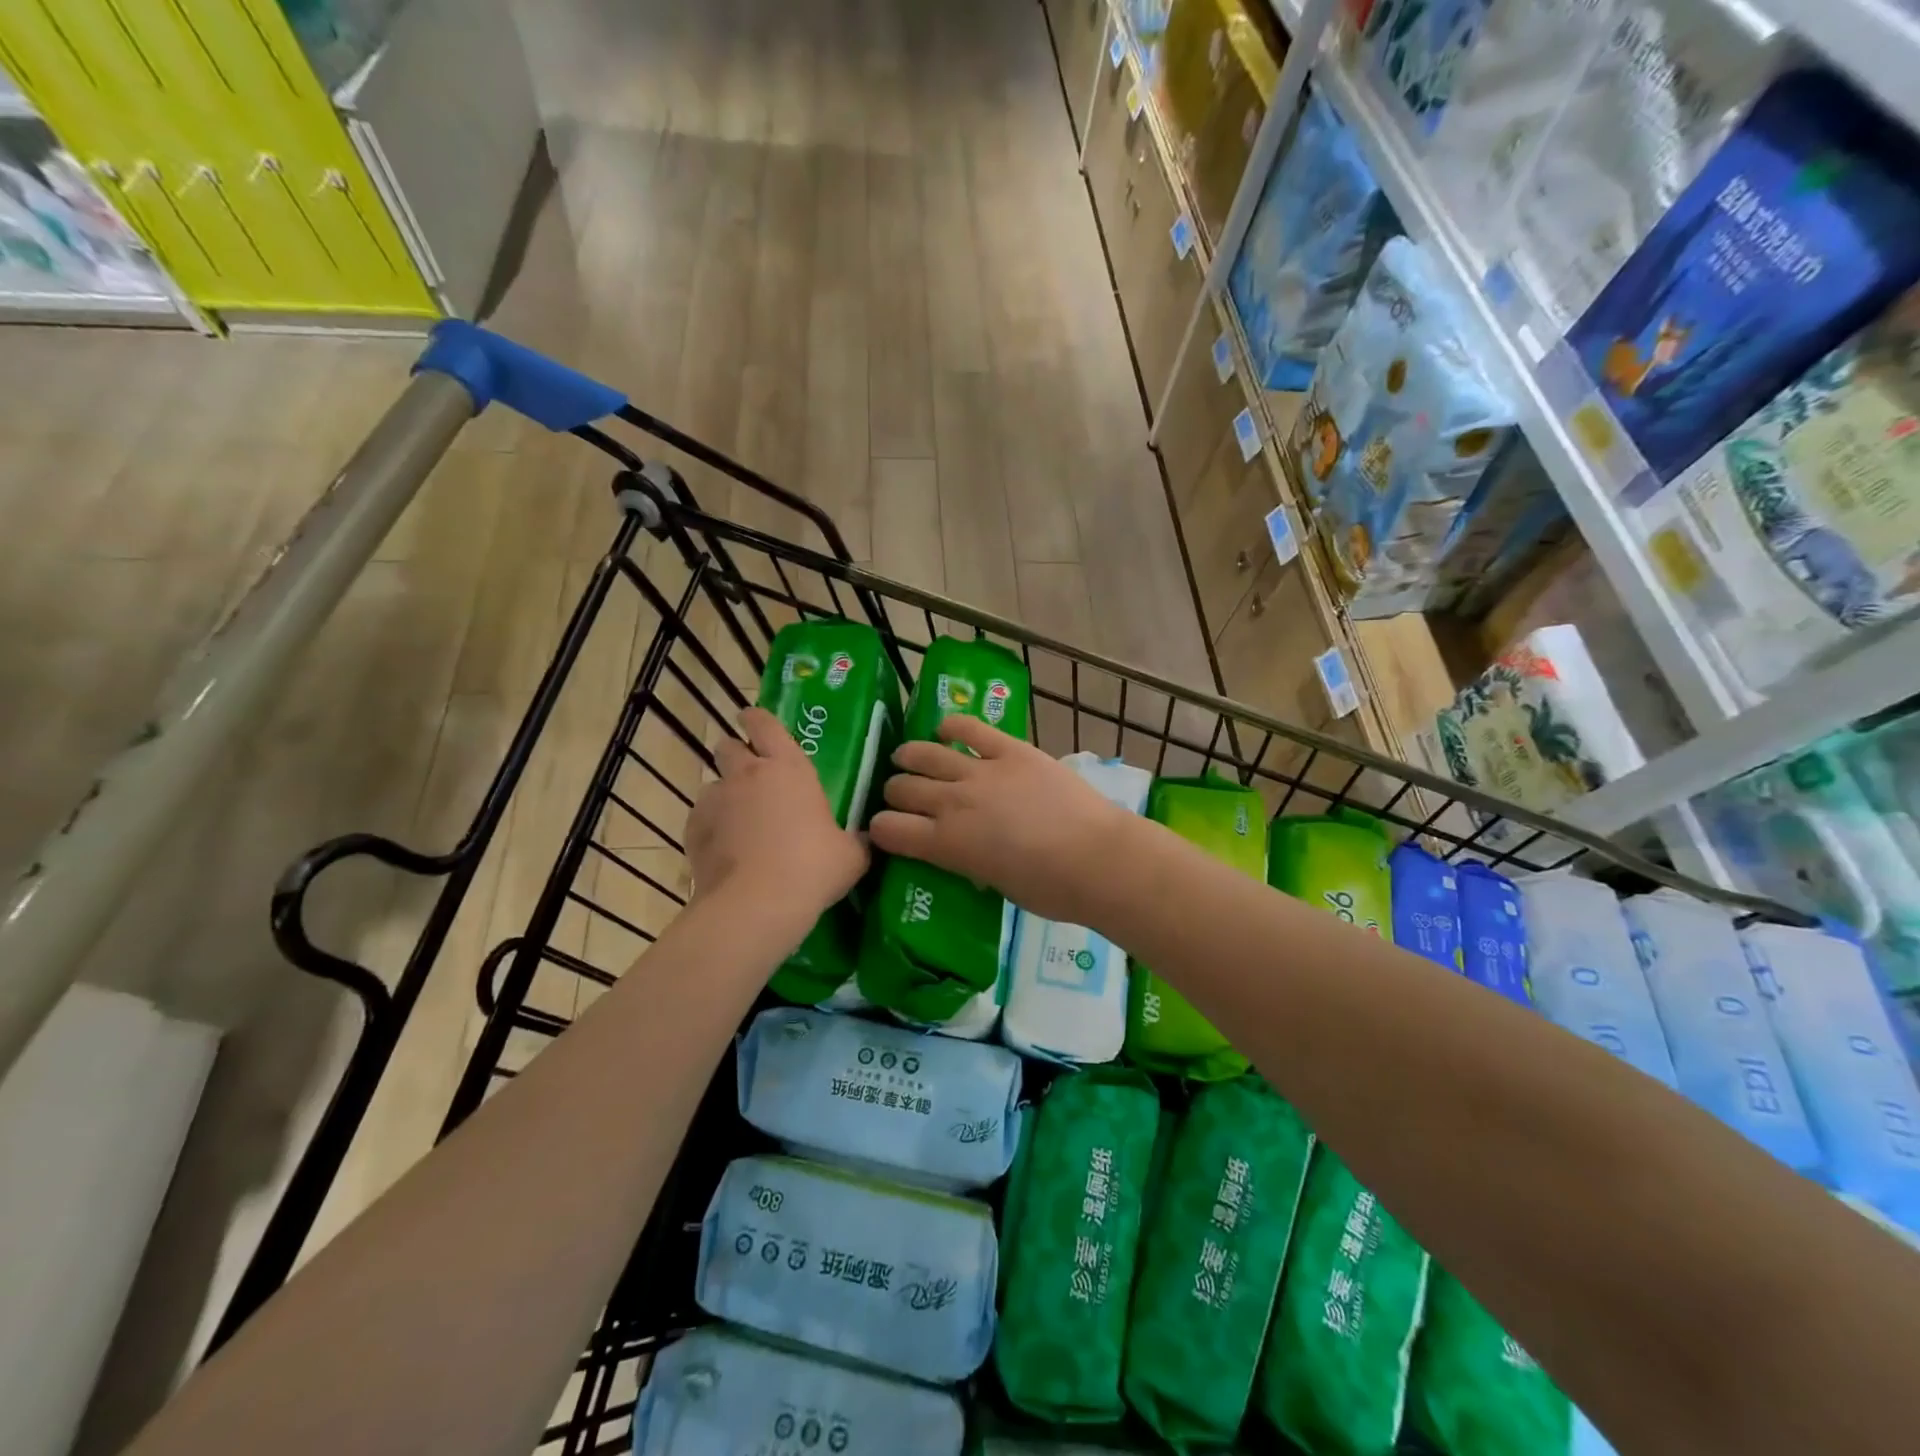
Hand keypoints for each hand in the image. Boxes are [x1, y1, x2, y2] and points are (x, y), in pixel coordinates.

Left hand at [687, 708, 868, 925]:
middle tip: (753, 776)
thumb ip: (856, 840)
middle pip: (728, 746)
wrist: (756, 904)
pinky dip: (712, 829)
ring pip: (713, 785)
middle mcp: (747, 775)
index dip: (757, 719)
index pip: (765, 724)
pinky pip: (701, 820)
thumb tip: (865, 839)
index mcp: (789, 768)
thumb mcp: (851, 855)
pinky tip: (726, 852)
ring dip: (725, 797)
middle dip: (737, 754)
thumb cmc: (812, 868)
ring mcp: (716, 801)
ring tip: (740, 824)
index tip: (753, 720)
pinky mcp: (692, 830)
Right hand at [868, 717, 1129, 924]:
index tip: (884, 830)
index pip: (888, 829)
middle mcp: (953, 802)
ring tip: (907, 758)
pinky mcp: (1011, 749)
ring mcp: (981, 770)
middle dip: (894, 793)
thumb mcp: (995, 884)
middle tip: (902, 796)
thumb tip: (963, 850)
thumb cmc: (1050, 889)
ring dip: (910, 756)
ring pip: (926, 753)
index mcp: (946, 843)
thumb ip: (968, 861)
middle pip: (902, 788)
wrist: (1098, 859)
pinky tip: (946, 730)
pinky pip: (970, 728)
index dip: (880, 829)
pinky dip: (953, 726)